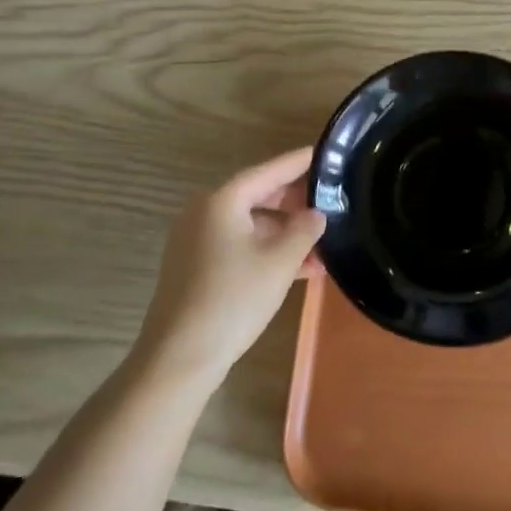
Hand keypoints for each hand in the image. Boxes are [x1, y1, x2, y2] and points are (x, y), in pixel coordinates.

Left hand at [134, 148, 325, 388]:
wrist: (179, 357)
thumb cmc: (233, 300)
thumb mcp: (279, 263)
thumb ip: (304, 231)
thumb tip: (316, 214)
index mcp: (221, 201)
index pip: (268, 171)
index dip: (298, 163)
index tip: (323, 153)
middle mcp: (205, 213)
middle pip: (258, 196)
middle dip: (296, 203)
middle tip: (331, 201)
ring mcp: (197, 241)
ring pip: (251, 225)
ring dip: (286, 234)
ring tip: (324, 244)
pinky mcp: (197, 267)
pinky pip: (240, 246)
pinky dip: (267, 252)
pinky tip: (300, 268)